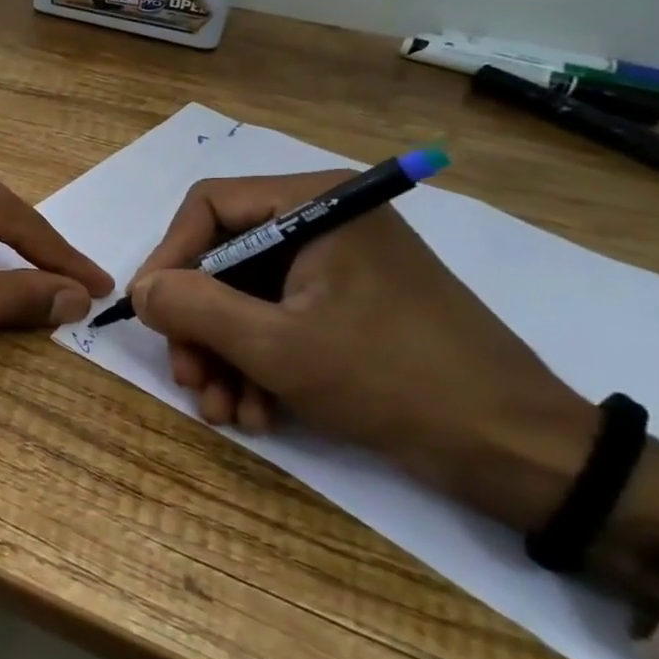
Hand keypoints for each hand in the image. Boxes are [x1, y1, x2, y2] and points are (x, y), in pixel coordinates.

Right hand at [128, 172, 600, 531]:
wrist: (519, 453)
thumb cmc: (394, 380)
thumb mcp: (277, 346)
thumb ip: (194, 308)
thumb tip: (139, 290)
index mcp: (314, 204)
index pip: (208, 207)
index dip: (169, 258)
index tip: (148, 313)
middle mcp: (323, 223)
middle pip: (224, 259)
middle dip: (199, 324)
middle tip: (189, 379)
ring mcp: (337, 267)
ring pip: (246, 297)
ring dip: (224, 355)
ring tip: (224, 411)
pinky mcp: (348, 307)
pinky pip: (279, 321)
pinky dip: (258, 365)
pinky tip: (257, 413)